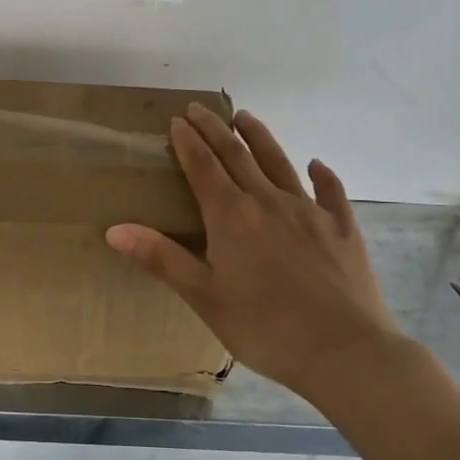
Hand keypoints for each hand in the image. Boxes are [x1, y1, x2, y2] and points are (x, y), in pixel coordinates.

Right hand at [106, 104, 410, 395]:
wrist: (344, 351)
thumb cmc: (265, 328)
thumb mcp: (204, 297)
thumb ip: (161, 258)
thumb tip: (114, 230)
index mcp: (231, 217)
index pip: (203, 167)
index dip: (188, 143)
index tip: (177, 121)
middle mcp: (268, 202)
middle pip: (237, 156)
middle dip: (215, 130)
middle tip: (199, 108)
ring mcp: (310, 211)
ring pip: (279, 163)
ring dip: (260, 137)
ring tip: (246, 117)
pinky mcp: (342, 228)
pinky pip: (330, 191)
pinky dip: (321, 174)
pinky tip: (316, 164)